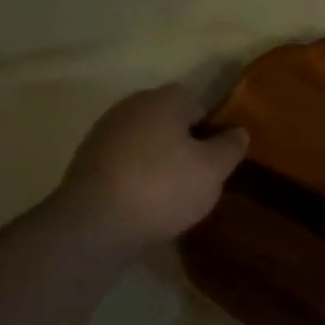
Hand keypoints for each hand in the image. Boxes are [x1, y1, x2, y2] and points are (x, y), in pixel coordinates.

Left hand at [57, 85, 249, 246]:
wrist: (94, 224)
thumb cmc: (163, 188)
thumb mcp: (213, 169)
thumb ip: (230, 146)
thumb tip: (237, 131)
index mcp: (163, 100)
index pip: (198, 104)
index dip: (212, 130)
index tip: (218, 160)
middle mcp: (130, 107)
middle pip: (170, 122)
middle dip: (186, 145)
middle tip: (199, 178)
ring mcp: (104, 133)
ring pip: (147, 142)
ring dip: (161, 161)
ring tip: (172, 195)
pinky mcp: (86, 161)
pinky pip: (125, 162)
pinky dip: (138, 176)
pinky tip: (144, 202)